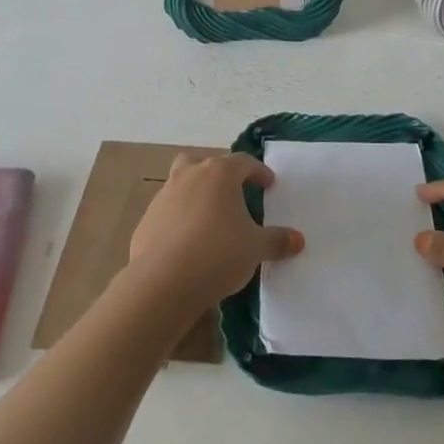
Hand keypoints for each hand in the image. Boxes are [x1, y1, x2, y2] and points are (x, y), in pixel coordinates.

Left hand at [127, 152, 303, 312]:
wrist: (163, 281)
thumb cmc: (218, 253)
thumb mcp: (256, 248)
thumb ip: (277, 240)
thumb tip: (298, 239)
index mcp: (218, 174)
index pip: (243, 162)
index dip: (258, 171)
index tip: (269, 184)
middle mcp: (188, 176)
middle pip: (204, 163)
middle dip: (218, 174)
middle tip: (233, 193)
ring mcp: (163, 197)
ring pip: (182, 185)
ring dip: (197, 196)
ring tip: (212, 221)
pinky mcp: (146, 220)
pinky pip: (168, 212)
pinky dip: (180, 220)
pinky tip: (189, 244)